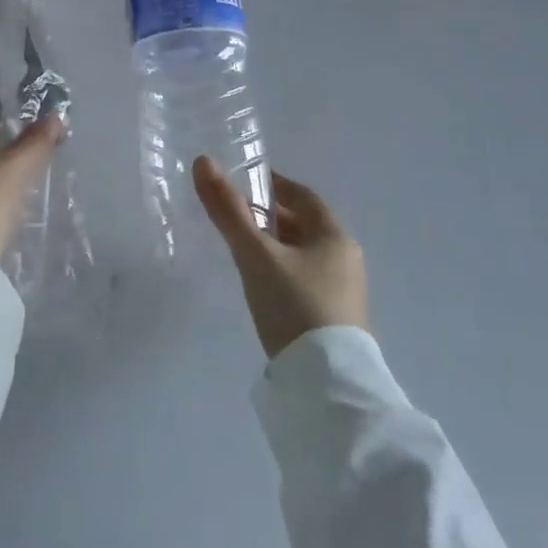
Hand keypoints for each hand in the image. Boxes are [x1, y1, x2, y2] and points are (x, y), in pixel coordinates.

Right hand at [194, 158, 367, 358]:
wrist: (326, 386)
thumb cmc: (294, 306)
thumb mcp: (255, 255)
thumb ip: (228, 211)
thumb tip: (203, 161)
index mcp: (335, 236)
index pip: (304, 196)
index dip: (274, 185)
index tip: (244, 183)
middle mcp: (345, 259)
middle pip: (304, 225)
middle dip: (271, 216)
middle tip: (234, 216)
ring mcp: (343, 293)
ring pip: (304, 255)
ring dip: (275, 246)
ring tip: (241, 250)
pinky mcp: (334, 320)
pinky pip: (305, 280)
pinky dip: (282, 271)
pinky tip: (262, 286)